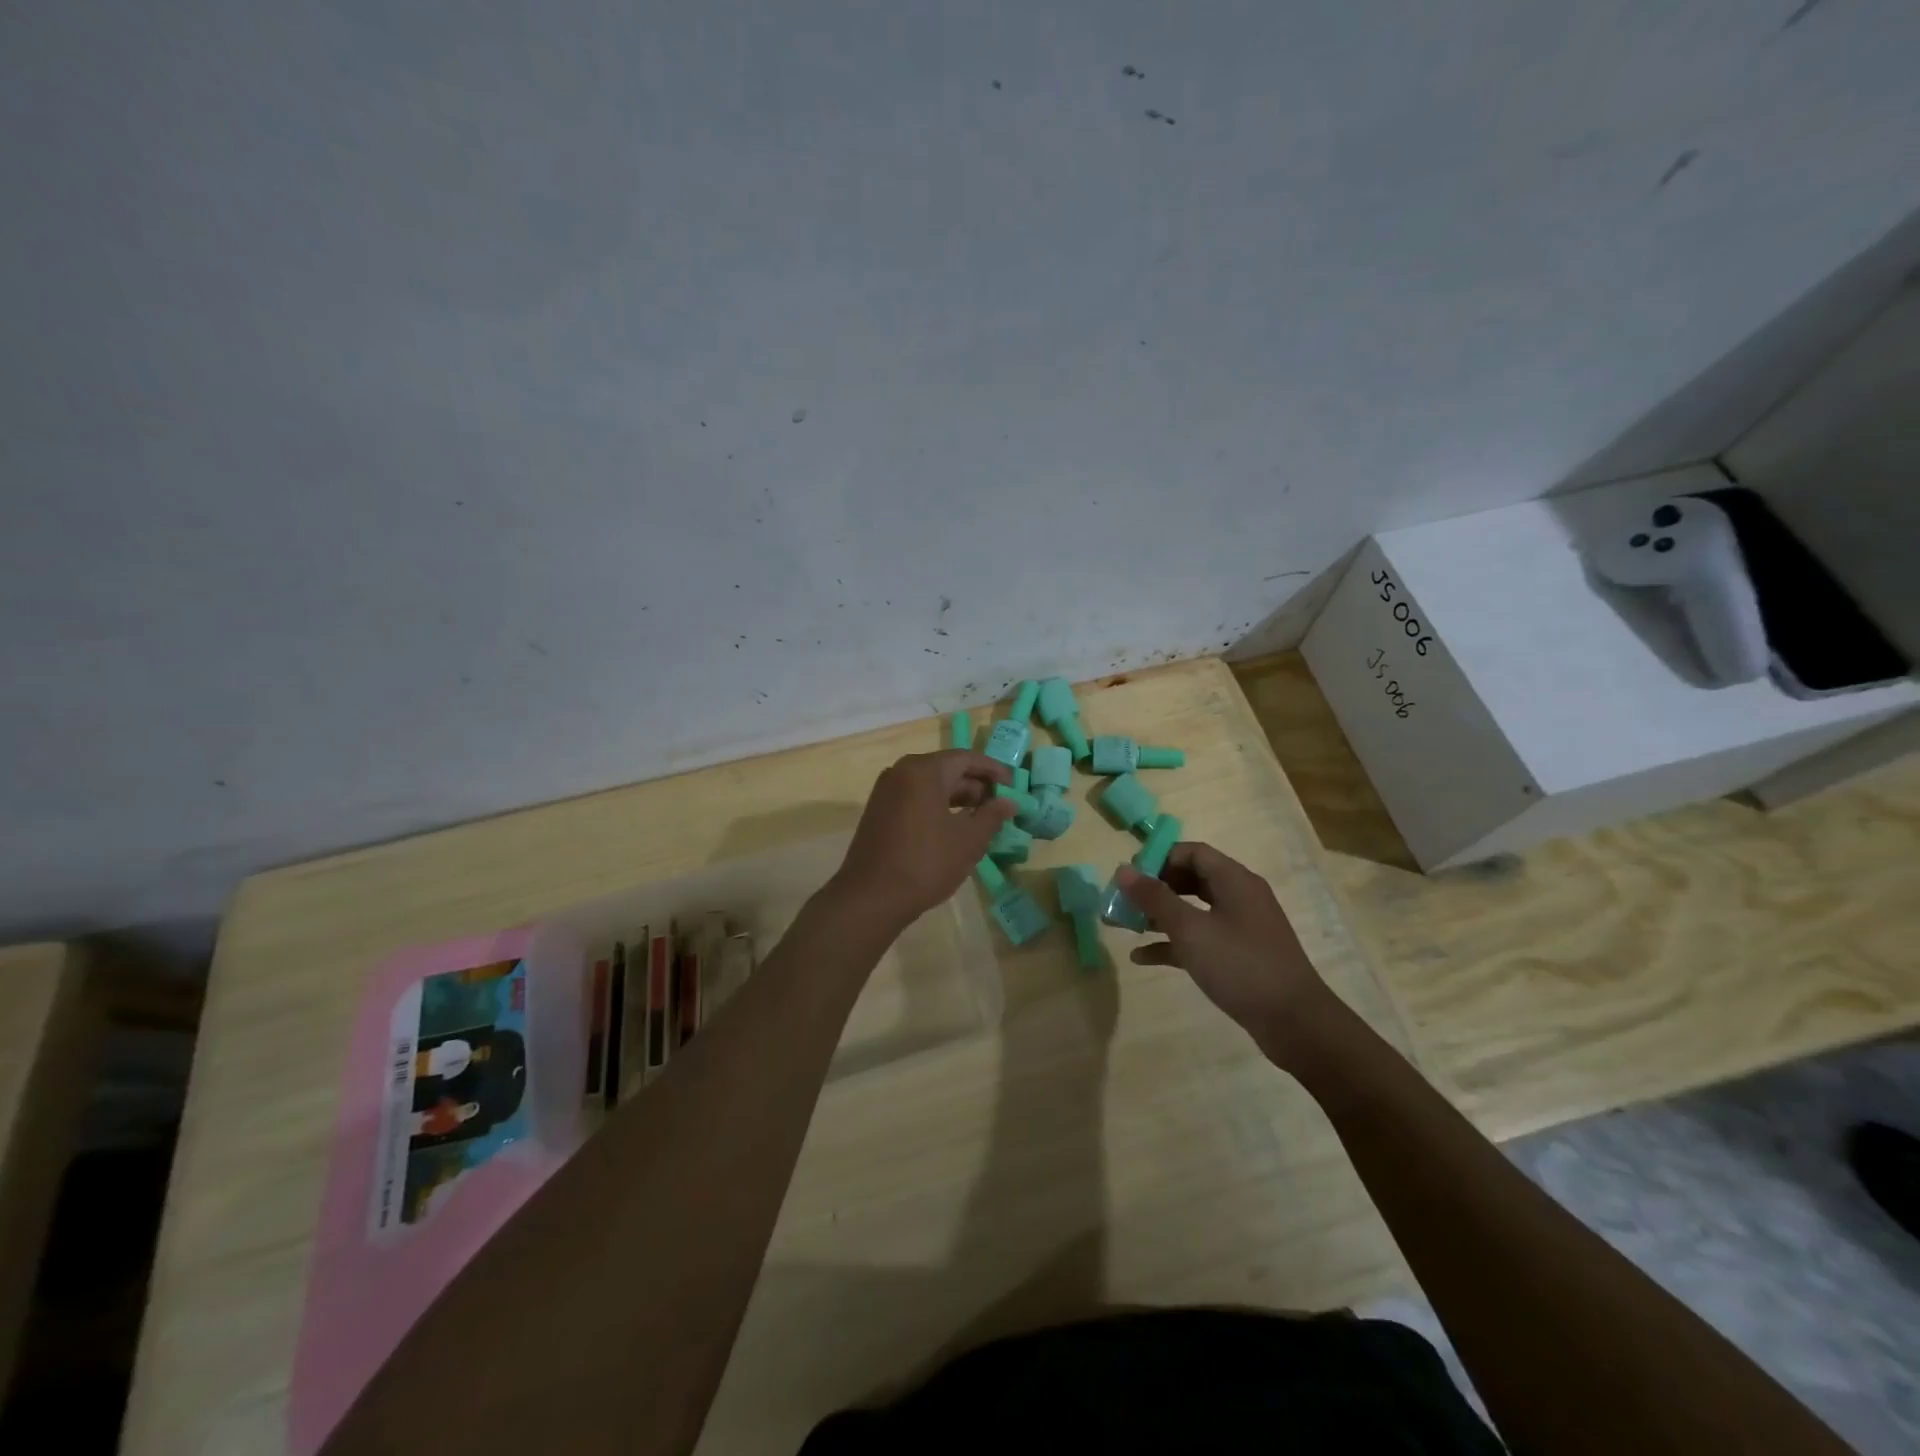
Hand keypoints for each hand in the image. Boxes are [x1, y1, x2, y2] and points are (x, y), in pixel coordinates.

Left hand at [830, 750, 1016, 931]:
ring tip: (981, 819)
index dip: (993, 771)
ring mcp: (886, 791)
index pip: (966, 758)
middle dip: (976, 786)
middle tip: (1000, 806)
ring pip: (930, 785)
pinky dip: (937, 806)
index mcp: (924, 770)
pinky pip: (915, 798)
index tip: (1014, 787)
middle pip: (947, 769)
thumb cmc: (926, 863)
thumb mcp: (969, 840)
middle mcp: (901, 772)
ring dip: (957, 798)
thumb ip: (992, 815)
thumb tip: (1009, 802)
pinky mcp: (878, 810)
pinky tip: (953, 828)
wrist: (871, 897)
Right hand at [1118, 843, 1335, 1053]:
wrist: (1295, 1023)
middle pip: (1190, 879)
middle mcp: (1239, 896)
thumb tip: (1123, 869)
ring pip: (1192, 910)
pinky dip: (1173, 943)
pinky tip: (1142, 957)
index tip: (1129, 877)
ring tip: (1124, 926)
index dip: (1158, 859)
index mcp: (1234, 880)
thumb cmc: (1240, 966)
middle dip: (1154, 888)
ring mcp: (1241, 927)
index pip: (1192, 852)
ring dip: (1159, 916)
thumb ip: (1155, 898)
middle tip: (1123, 901)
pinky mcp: (1239, 955)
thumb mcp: (1190, 930)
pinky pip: (1200, 938)